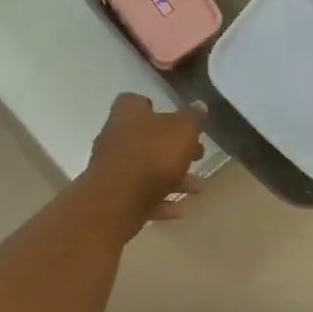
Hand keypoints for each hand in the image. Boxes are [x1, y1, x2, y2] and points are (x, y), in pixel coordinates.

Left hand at [87, 94, 206, 226]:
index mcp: (128, 114)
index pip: (137, 101)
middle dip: (173, 149)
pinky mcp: (114, 195)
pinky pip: (141, 195)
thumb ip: (192, 118)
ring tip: (198, 189)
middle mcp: (115, 137)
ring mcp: (112, 168)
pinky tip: (180, 209)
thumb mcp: (183, 131)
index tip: (176, 120)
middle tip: (197, 156)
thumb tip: (199, 105)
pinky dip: (161, 201)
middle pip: (146, 138)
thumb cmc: (153, 155)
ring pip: (147, 169)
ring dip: (173, 179)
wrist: (118, 200)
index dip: (156, 108)